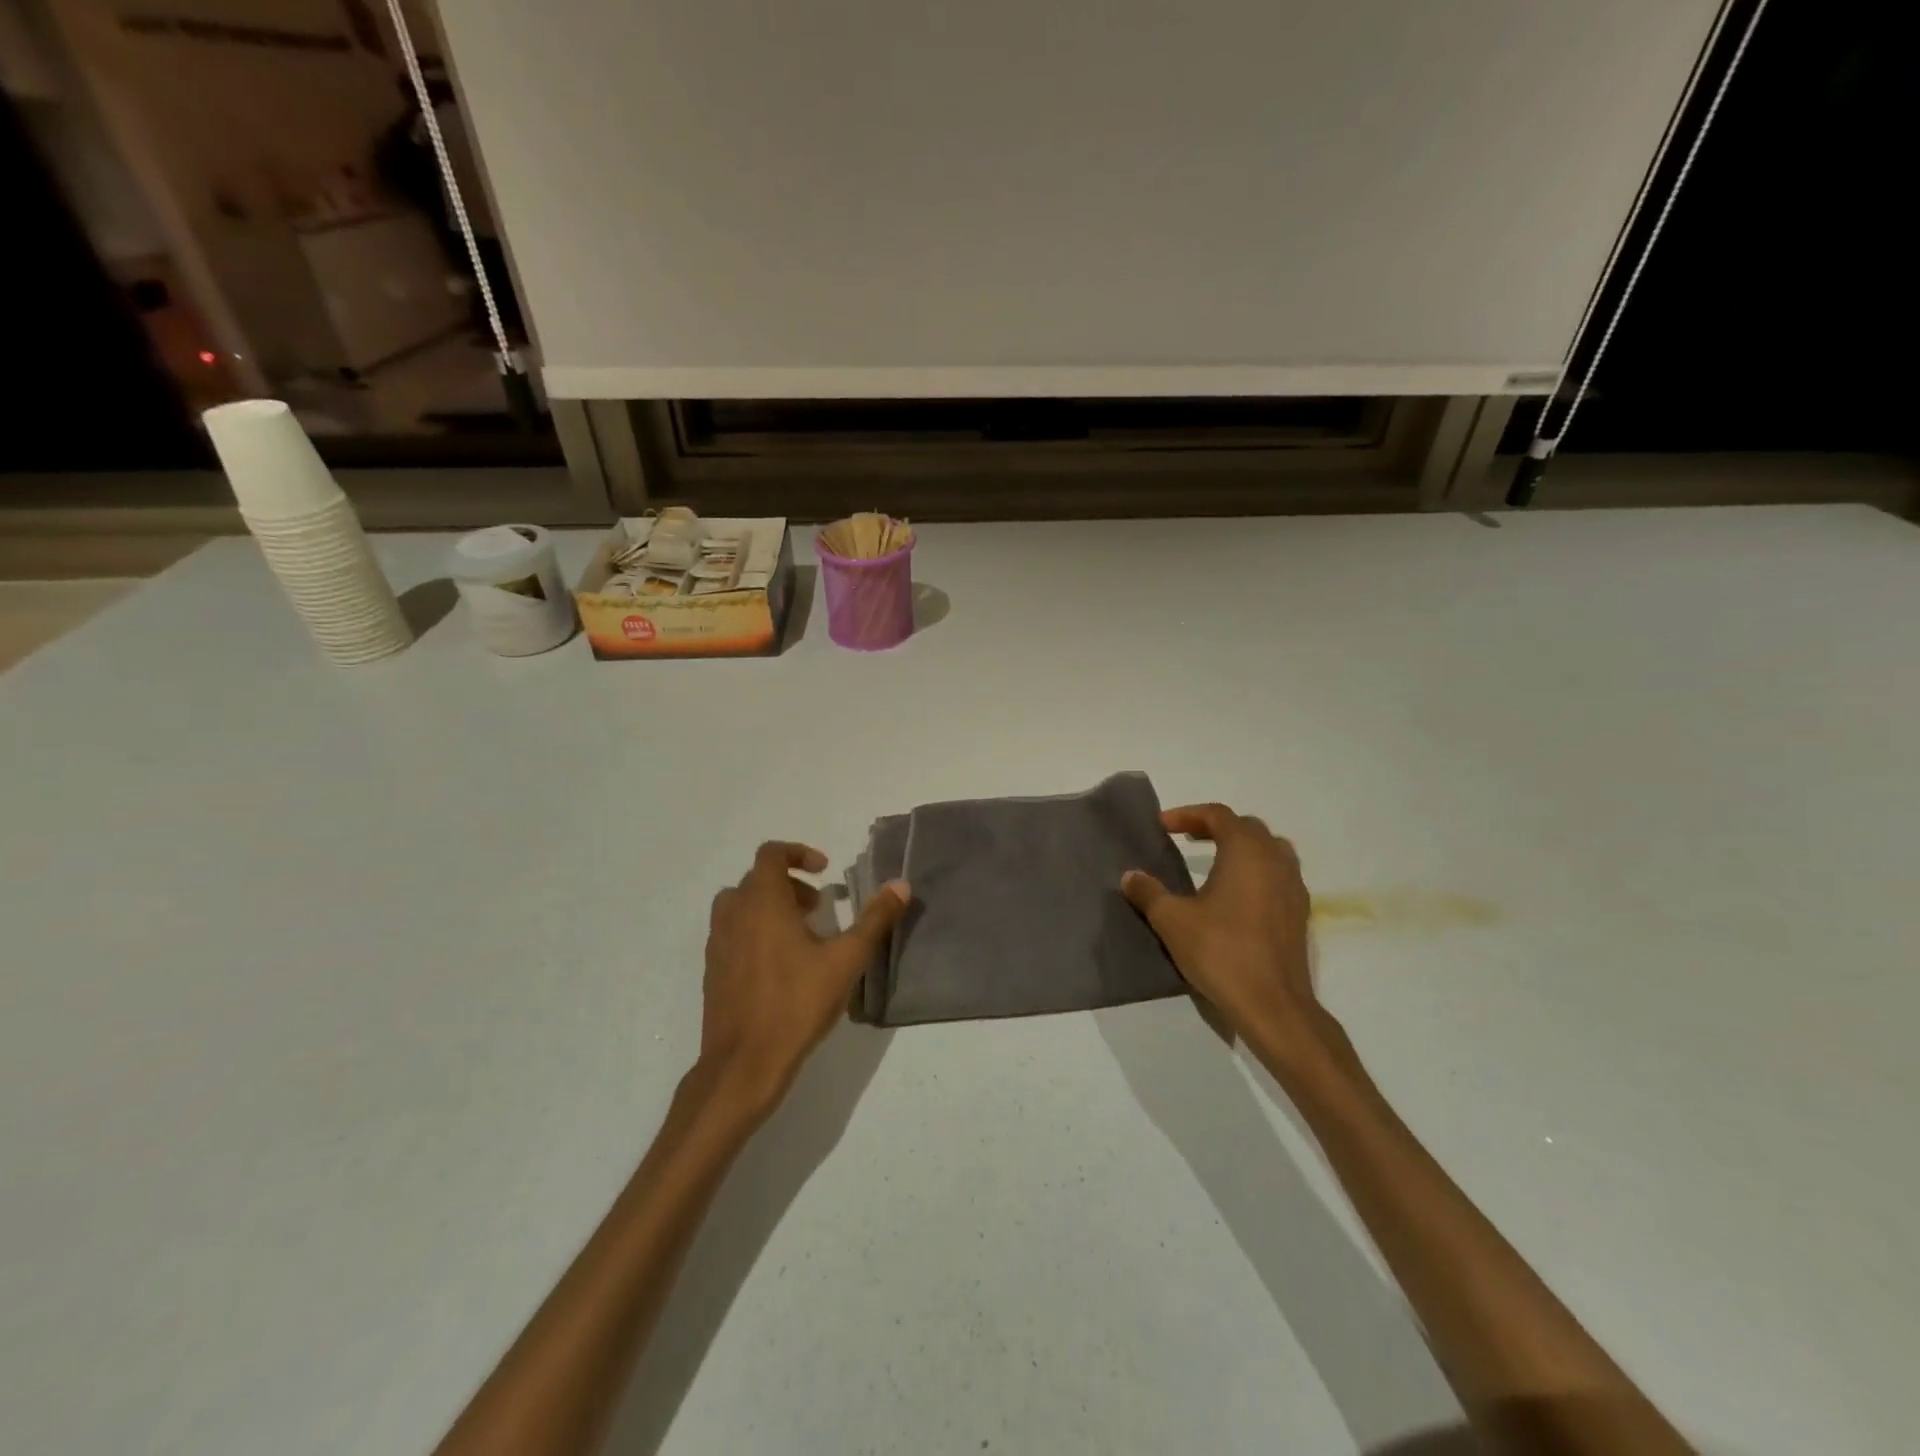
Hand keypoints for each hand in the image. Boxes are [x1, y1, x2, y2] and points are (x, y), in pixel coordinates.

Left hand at [700, 842, 908, 1116]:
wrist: (744, 1063)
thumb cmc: (797, 1004)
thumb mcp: (846, 960)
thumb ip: (875, 919)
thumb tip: (901, 885)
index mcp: (762, 902)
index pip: (770, 854)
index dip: (798, 853)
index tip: (823, 871)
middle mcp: (734, 914)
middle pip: (756, 879)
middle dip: (790, 884)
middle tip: (818, 908)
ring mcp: (718, 943)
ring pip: (740, 905)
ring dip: (769, 906)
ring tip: (800, 934)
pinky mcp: (713, 970)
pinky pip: (732, 932)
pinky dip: (754, 930)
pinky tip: (780, 965)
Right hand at [1121, 804, 1350, 1069]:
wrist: (1273, 1005)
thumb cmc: (1221, 952)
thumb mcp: (1172, 920)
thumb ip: (1149, 892)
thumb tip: (1130, 876)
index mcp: (1246, 851)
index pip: (1218, 815)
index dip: (1187, 814)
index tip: (1162, 826)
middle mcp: (1275, 860)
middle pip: (1247, 827)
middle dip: (1215, 826)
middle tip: (1186, 838)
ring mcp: (1294, 886)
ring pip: (1268, 849)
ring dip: (1240, 847)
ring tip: (1214, 861)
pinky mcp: (1300, 912)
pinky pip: (1278, 874)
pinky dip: (1256, 870)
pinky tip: (1236, 894)